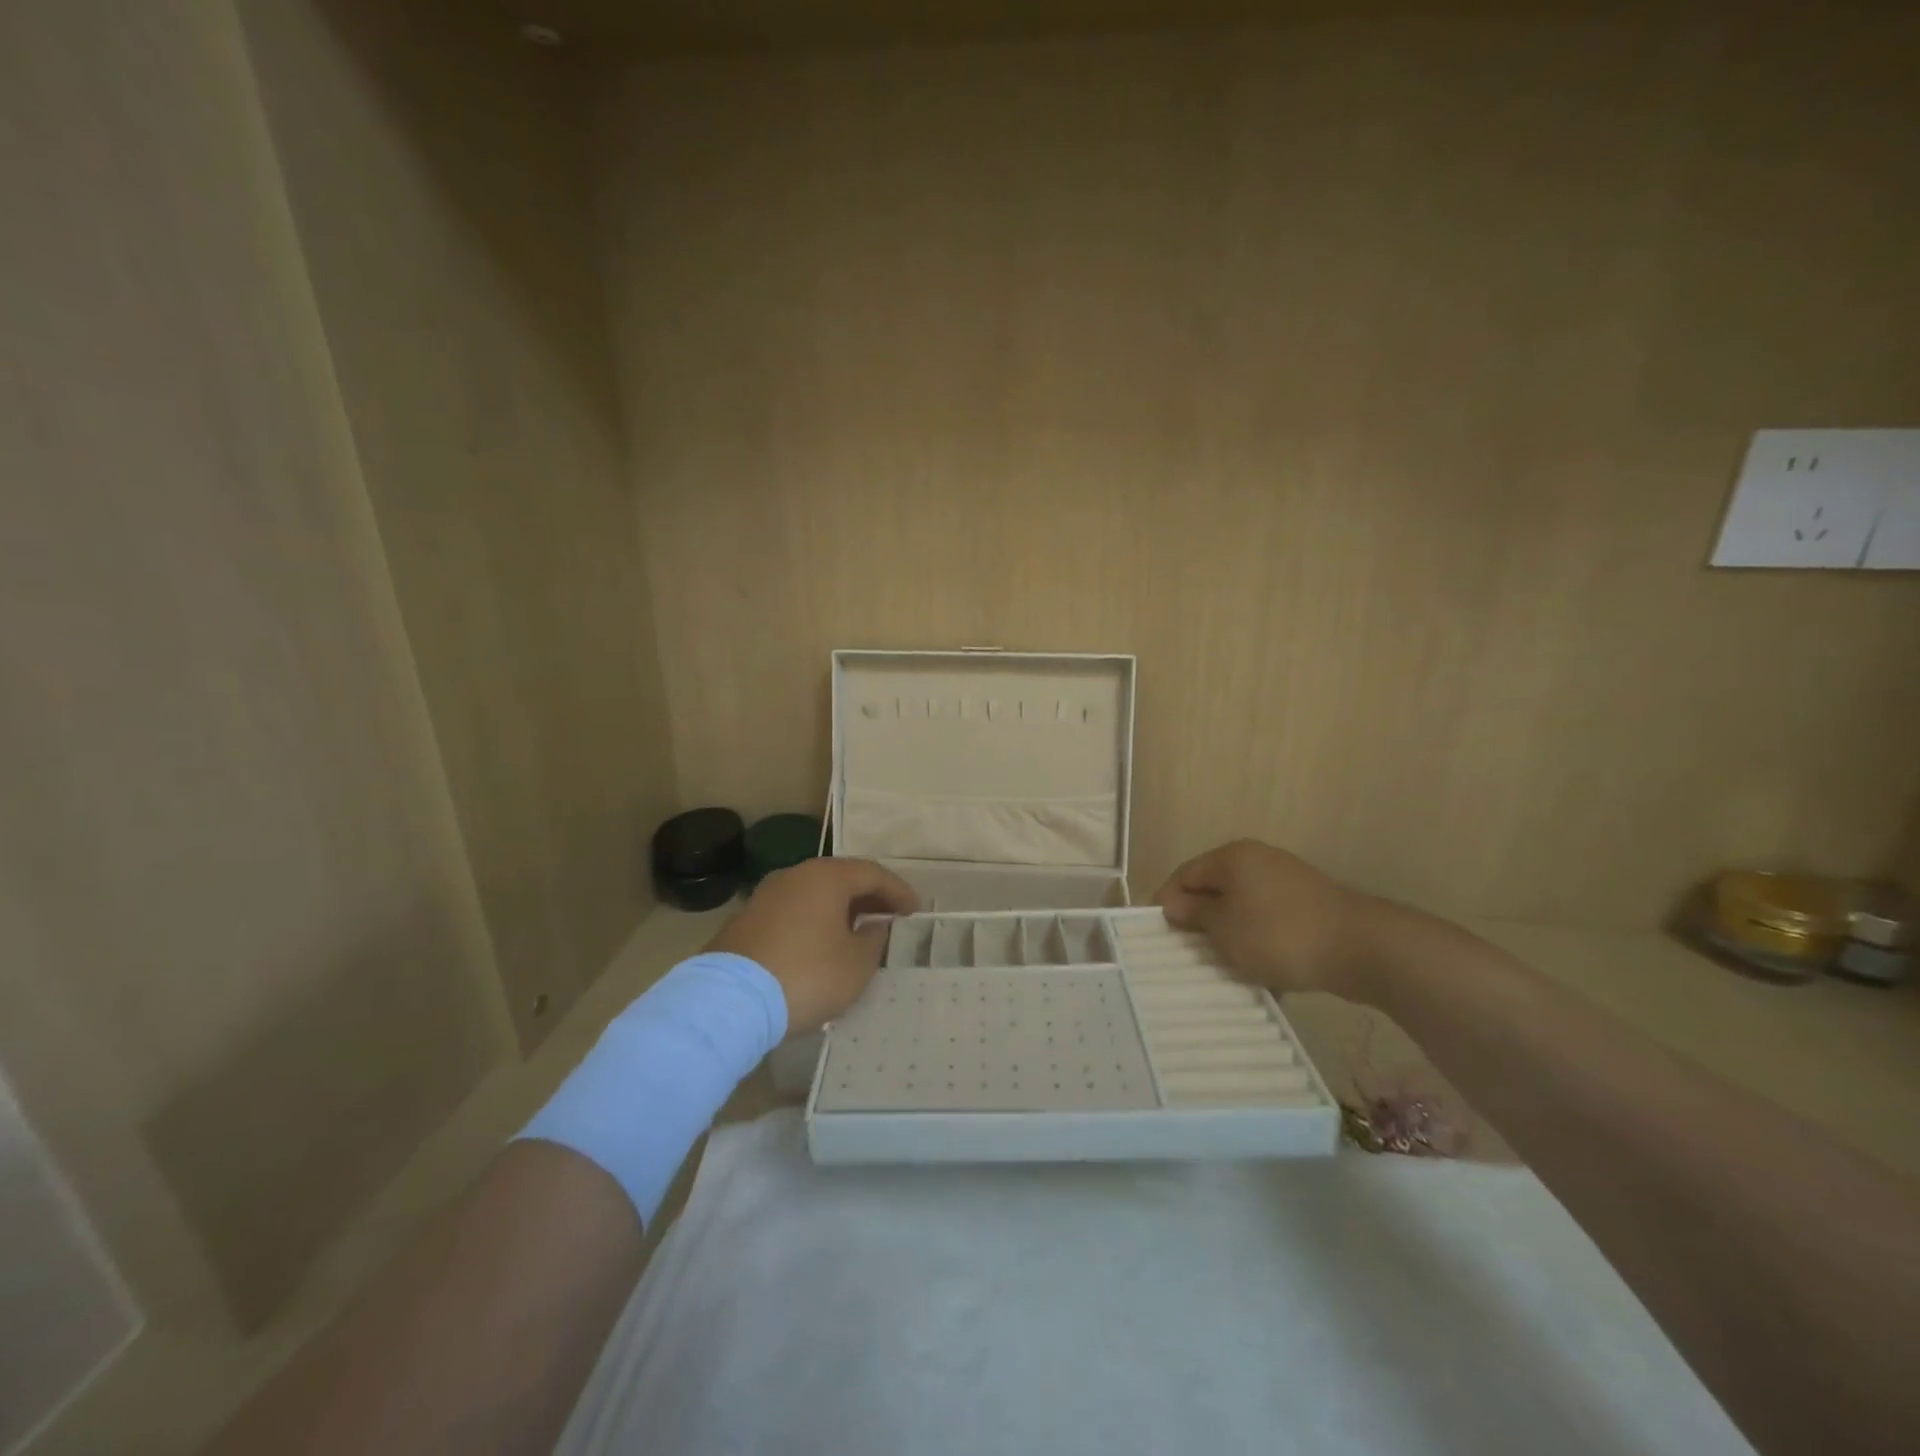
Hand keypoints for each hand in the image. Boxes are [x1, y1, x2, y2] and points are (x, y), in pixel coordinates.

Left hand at [707, 858, 918, 1032]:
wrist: (730, 1002)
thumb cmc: (807, 974)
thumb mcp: (856, 964)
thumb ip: (875, 940)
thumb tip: (875, 928)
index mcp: (826, 876)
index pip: (873, 874)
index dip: (898, 892)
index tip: (915, 912)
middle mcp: (795, 875)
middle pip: (841, 879)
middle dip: (870, 899)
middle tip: (891, 920)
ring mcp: (766, 896)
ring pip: (814, 895)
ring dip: (840, 911)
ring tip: (858, 935)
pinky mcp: (746, 921)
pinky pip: (793, 912)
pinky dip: (814, 923)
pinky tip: (821, 947)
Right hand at [1155, 839, 1376, 998]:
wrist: (1362, 948)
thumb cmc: (1279, 934)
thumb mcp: (1224, 928)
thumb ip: (1194, 913)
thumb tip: (1172, 902)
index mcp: (1232, 857)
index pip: (1184, 874)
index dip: (1168, 903)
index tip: (1161, 937)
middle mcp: (1258, 861)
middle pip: (1214, 890)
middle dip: (1201, 922)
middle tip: (1191, 955)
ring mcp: (1287, 882)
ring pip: (1243, 909)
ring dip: (1231, 936)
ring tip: (1226, 968)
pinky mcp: (1309, 906)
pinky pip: (1270, 923)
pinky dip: (1260, 943)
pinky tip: (1263, 972)